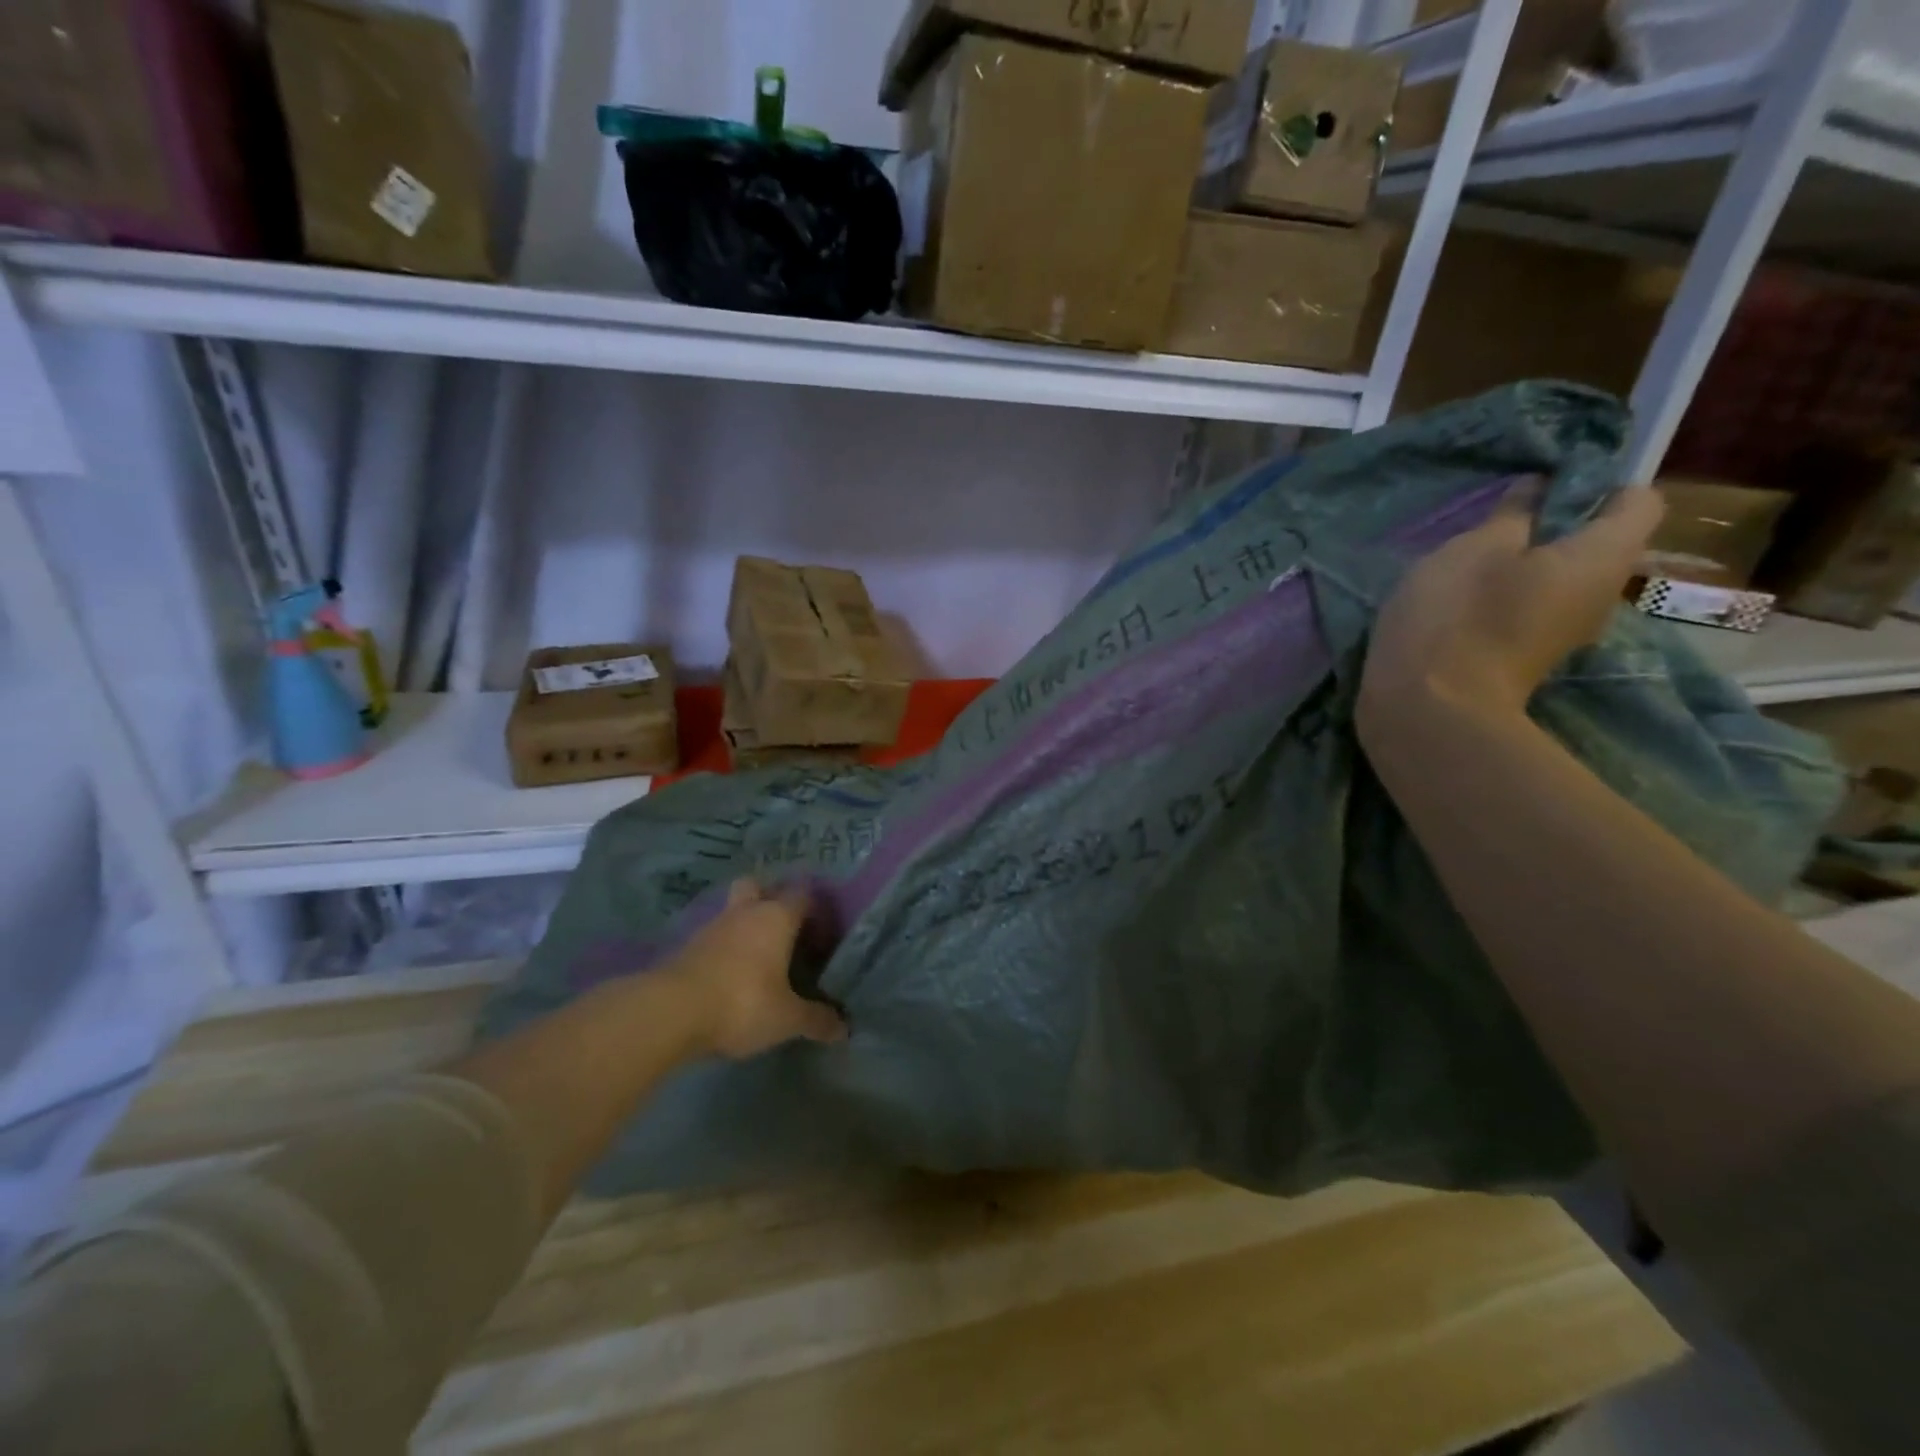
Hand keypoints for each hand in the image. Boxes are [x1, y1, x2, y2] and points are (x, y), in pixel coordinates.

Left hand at [661, 880, 846, 1059]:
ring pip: (733, 911)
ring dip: (744, 926)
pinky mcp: (687, 947)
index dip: (815, 910)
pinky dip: (724, 948)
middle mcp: (746, 912)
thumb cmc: (742, 1002)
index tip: (822, 934)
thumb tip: (844, 1028)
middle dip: (770, 899)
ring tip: (758, 958)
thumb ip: (816, 1019)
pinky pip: (714, 937)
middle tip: (784, 930)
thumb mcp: (786, 1018)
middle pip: (758, 886)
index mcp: (777, 917)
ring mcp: (712, 926)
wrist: (670, 1012)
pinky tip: (730, 975)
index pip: (803, 894)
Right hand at [1359, 478, 1664, 730]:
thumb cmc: (1458, 615)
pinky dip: (1505, 597)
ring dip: (1522, 565)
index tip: (1545, 485)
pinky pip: (1532, 609)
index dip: (1599, 483)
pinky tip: (1462, 602)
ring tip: (1470, 563)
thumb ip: (1511, 514)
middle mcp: (1601, 595)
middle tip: (1495, 524)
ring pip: (1559, 579)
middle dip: (1554, 527)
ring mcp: (1565, 633)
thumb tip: (1537, 489)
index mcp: (1602, 557)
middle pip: (1595, 544)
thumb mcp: (1475, 548)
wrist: (1430, 709)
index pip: (1638, 500)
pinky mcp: (1528, 657)